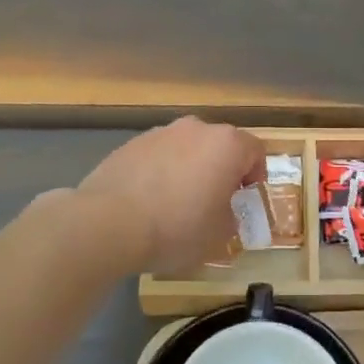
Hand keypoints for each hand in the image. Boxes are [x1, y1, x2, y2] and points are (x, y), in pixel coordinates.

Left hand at [74, 117, 266, 273]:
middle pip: (220, 145)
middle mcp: (196, 129)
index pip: (256, 152)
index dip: (256, 177)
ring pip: (187, 148)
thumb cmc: (177, 228)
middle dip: (222, 170)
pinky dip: (162, 172)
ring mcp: (161, 133)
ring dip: (190, 169)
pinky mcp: (131, 144)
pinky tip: (149, 201)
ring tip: (177, 203)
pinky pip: (159, 155)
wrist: (108, 223)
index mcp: (227, 145)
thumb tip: (225, 212)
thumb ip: (232, 217)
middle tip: (215, 202)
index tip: (244, 201)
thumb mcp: (219, 234)